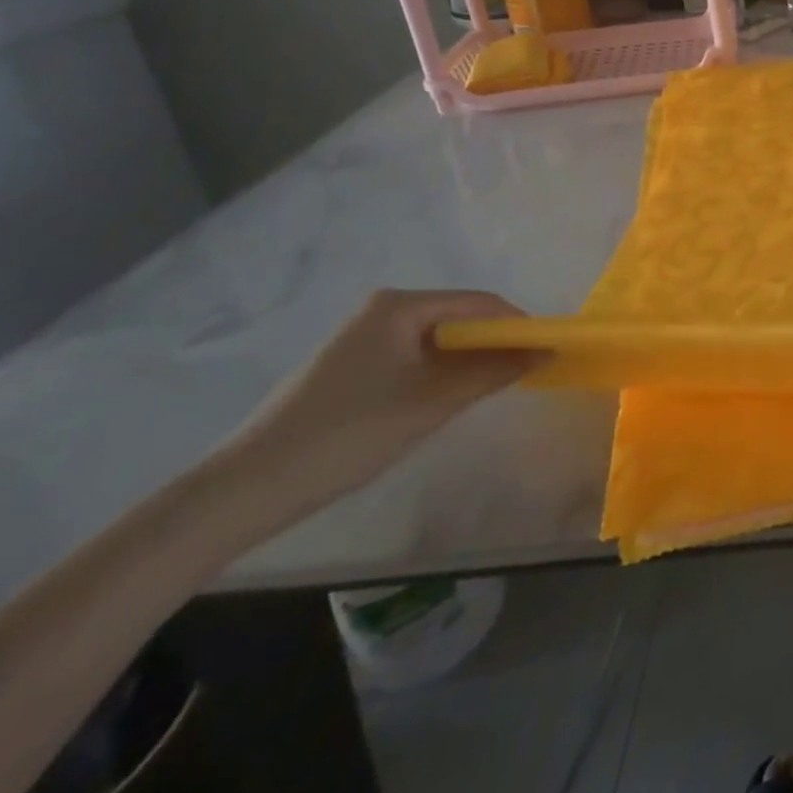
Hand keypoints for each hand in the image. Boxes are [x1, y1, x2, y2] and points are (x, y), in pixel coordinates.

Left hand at [216, 290, 543, 516]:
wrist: (246, 490)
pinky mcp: (351, 366)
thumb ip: (494, 372)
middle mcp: (382, 310)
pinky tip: (445, 400)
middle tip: (524, 374)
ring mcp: (363, 338)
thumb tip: (546, 351)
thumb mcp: (432, 402)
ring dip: (468, 361)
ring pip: (438, 341)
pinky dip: (440, 373)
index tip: (547, 351)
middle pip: (459, 318)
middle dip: (495, 344)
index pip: (479, 303)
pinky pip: (414, 357)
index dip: (518, 324)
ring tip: (491, 390)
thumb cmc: (349, 433)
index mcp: (400, 305)